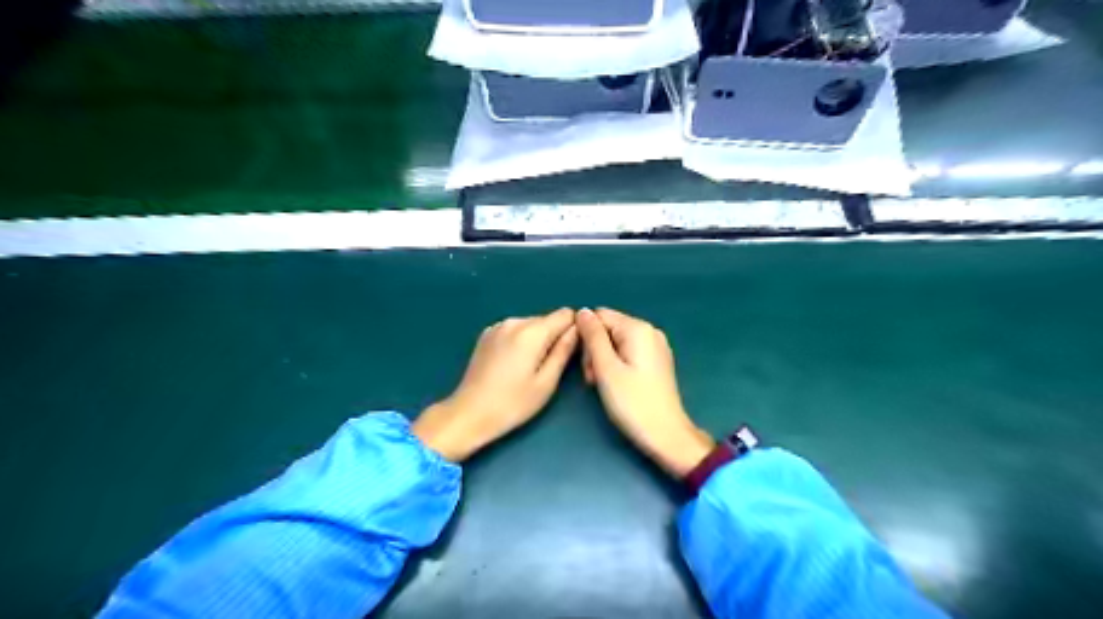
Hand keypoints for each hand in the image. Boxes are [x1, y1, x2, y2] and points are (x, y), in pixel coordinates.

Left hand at [410, 308, 580, 461]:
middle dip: (555, 337)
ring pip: (531, 325)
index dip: (574, 330)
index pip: (566, 314)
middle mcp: (514, 321)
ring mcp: (497, 326)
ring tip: (529, 370)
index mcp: (531, 331)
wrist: (469, 413)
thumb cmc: (512, 404)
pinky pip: (515, 330)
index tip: (571, 353)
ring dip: (537, 341)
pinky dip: (520, 342)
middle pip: (548, 320)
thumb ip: (564, 351)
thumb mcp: (547, 382)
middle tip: (549, 369)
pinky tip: (512, 365)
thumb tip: (577, 330)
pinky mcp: (487, 334)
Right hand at [578, 310, 715, 478]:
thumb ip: (593, 337)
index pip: (599, 316)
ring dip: (603, 359)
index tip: (586, 365)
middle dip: (595, 350)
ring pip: (616, 341)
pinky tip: (616, 384)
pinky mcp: (656, 361)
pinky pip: (628, 352)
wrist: (666, 435)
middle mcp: (650, 331)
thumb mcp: (606, 368)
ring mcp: (656, 346)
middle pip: (608, 328)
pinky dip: (617, 364)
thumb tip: (582, 311)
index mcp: (638, 328)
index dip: (586, 337)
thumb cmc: (633, 403)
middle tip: (593, 379)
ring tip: (603, 384)